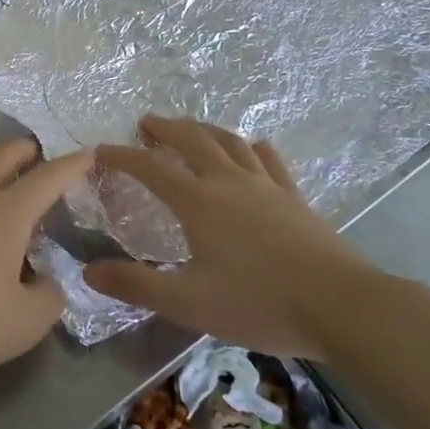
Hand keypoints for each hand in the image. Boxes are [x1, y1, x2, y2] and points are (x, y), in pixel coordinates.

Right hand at [85, 116, 375, 358]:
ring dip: (204, 130)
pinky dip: (253, 148)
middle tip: (147, 123)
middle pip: (192, 140)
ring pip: (229, 142)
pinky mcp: (294, 197)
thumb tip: (89, 272)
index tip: (103, 150)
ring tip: (191, 128)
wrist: (341, 304)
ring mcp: (265, 186)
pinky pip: (269, 160)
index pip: (151, 168)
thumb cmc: (259, 302)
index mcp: (198, 202)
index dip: (124, 157)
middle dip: (165, 128)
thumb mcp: (189, 302)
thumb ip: (137, 286)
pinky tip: (253, 147)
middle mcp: (228, 182)